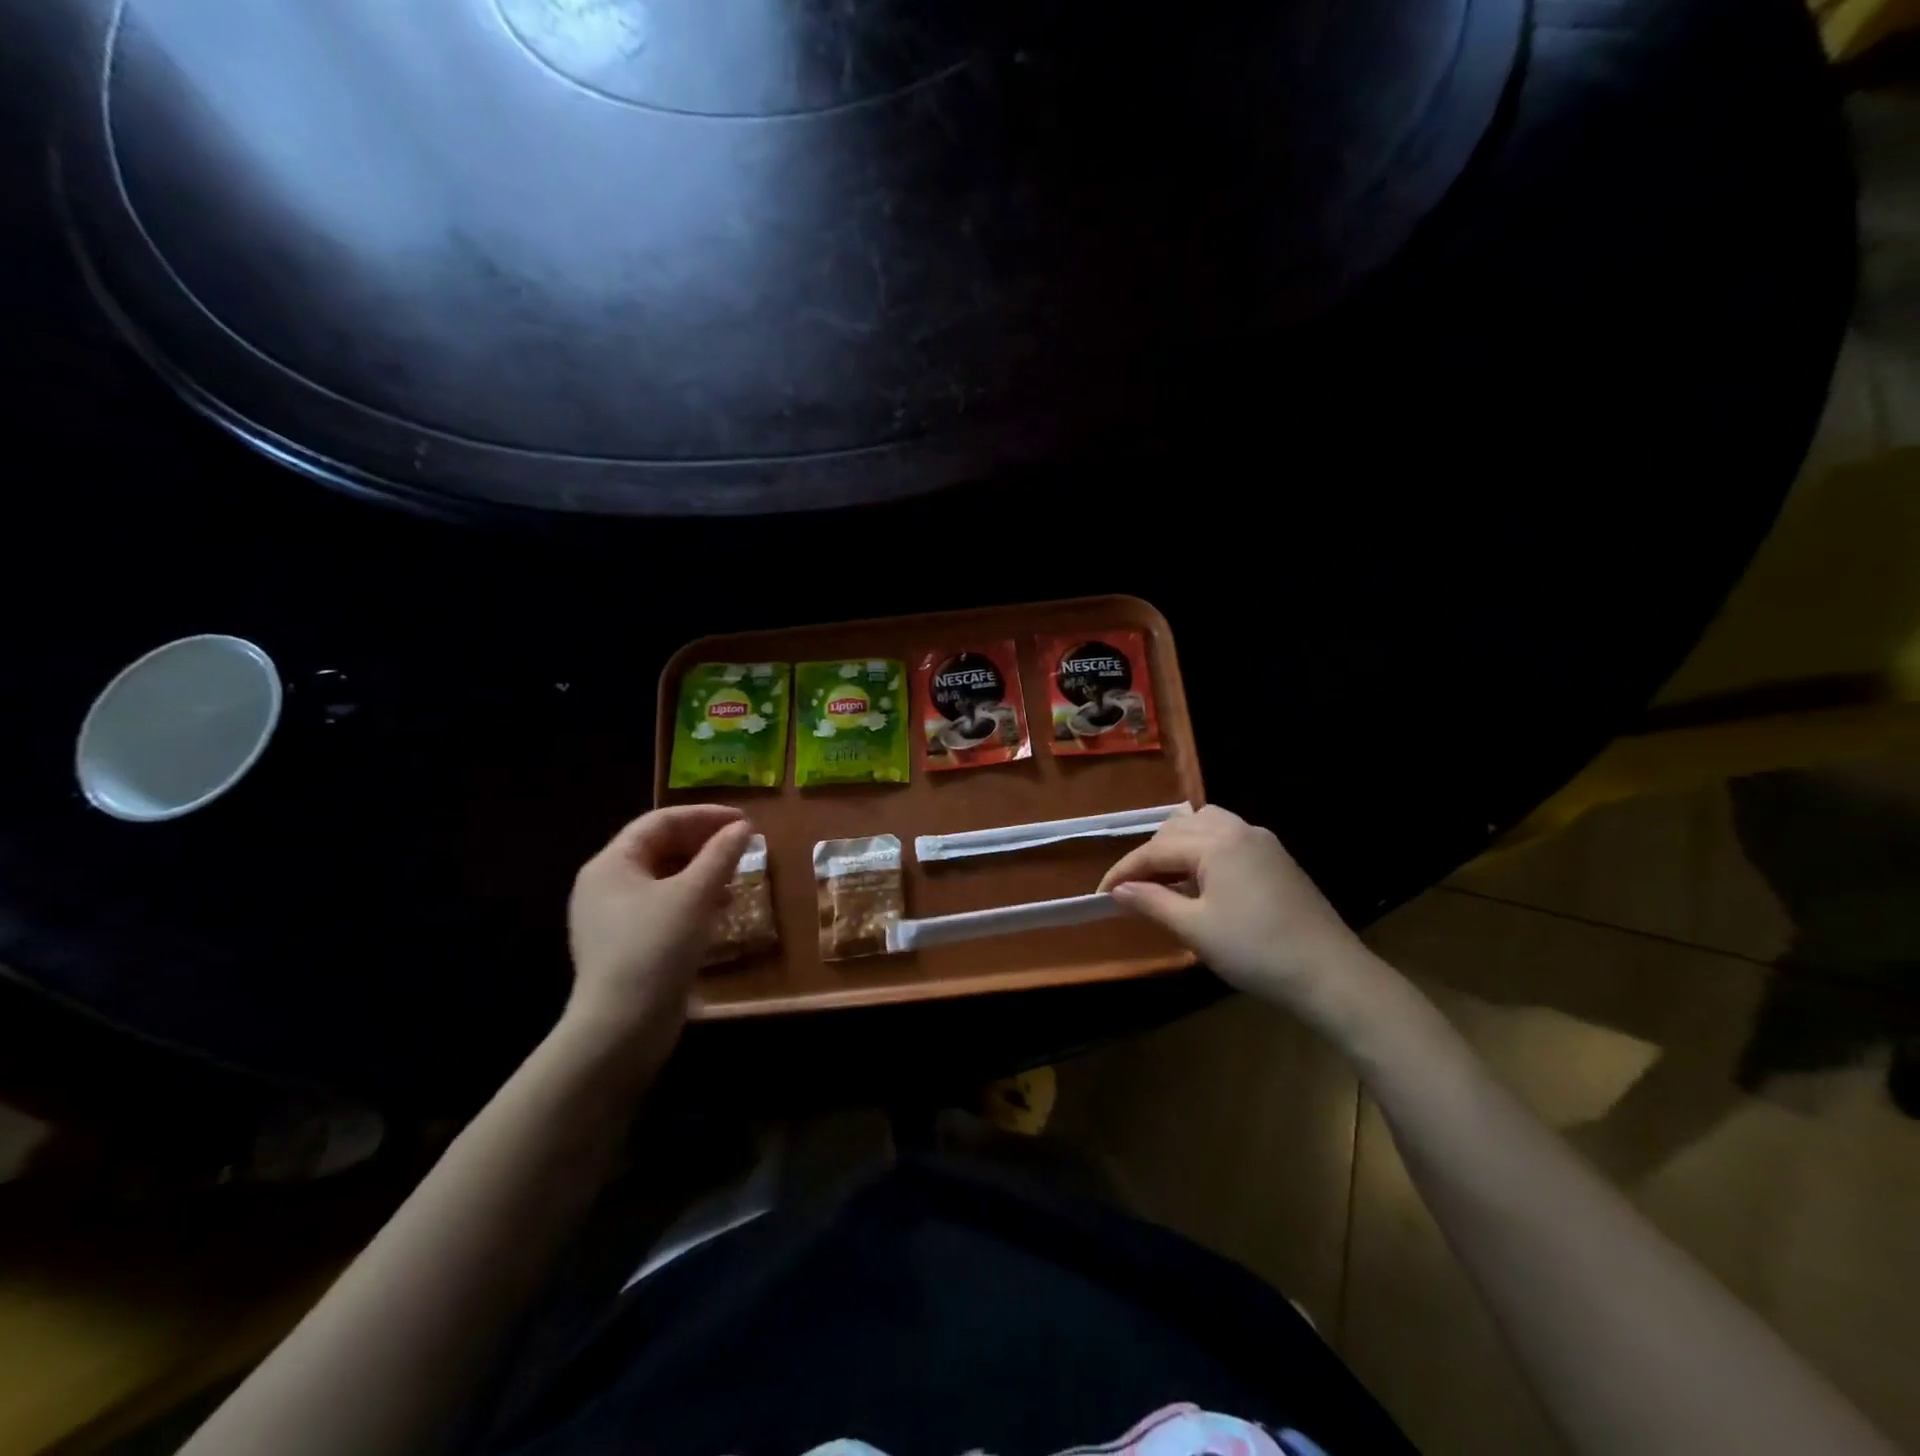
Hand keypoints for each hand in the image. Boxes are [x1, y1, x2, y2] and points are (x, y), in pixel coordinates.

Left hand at [564, 805, 752, 1065]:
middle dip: (703, 843)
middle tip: (743, 845)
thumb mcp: (694, 895)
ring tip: (736, 877)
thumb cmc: (656, 948)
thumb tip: (742, 828)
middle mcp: (605, 885)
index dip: (704, 816)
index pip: (660, 822)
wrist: (621, 1027)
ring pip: (663, 879)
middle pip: (659, 848)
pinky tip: (719, 910)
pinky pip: (662, 907)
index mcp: (611, 864)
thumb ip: (720, 855)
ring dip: (701, 872)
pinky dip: (692, 900)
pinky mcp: (625, 945)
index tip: (744, 820)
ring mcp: (612, 918)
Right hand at [1098, 805, 1385, 1028]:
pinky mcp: (1278, 859)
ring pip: (1207, 826)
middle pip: (1180, 828)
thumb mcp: (1194, 929)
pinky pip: (1229, 839)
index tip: (1101, 894)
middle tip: (1133, 888)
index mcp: (1217, 842)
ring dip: (1179, 846)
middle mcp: (1240, 830)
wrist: (1331, 975)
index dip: (1125, 871)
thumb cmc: (1256, 951)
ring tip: (1166, 879)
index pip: (1156, 849)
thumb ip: (1151, 902)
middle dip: (1151, 855)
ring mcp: (1263, 842)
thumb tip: (1117, 891)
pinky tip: (1202, 882)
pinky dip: (1205, 851)